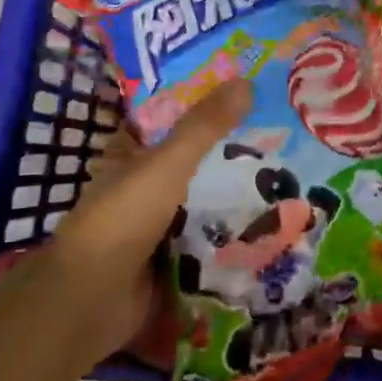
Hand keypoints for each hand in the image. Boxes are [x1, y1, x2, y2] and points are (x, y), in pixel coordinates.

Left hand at [25, 79, 252, 360]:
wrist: (94, 299)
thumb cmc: (122, 220)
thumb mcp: (166, 165)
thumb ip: (204, 127)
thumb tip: (247, 81)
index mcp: (127, 157)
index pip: (163, 121)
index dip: (196, 106)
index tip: (241, 94)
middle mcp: (140, 187)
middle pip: (191, 162)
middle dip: (228, 153)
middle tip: (279, 134)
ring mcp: (156, 225)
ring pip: (203, 200)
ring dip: (235, 194)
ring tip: (288, 173)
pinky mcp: (173, 257)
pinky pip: (210, 237)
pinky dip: (233, 231)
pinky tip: (273, 220)